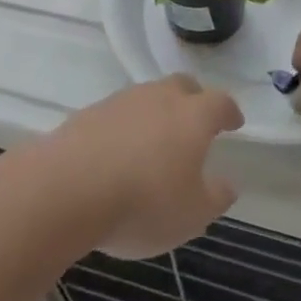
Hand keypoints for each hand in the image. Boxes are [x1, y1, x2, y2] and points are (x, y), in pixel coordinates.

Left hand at [51, 76, 242, 258]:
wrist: (67, 188)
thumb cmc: (143, 202)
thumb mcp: (192, 214)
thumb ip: (215, 197)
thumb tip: (226, 184)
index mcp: (192, 116)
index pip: (219, 102)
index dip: (229, 112)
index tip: (234, 122)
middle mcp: (158, 98)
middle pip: (182, 86)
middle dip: (193, 100)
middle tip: (196, 122)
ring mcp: (120, 102)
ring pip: (147, 97)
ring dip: (155, 113)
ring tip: (154, 142)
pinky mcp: (88, 114)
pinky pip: (117, 115)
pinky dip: (125, 128)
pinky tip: (119, 154)